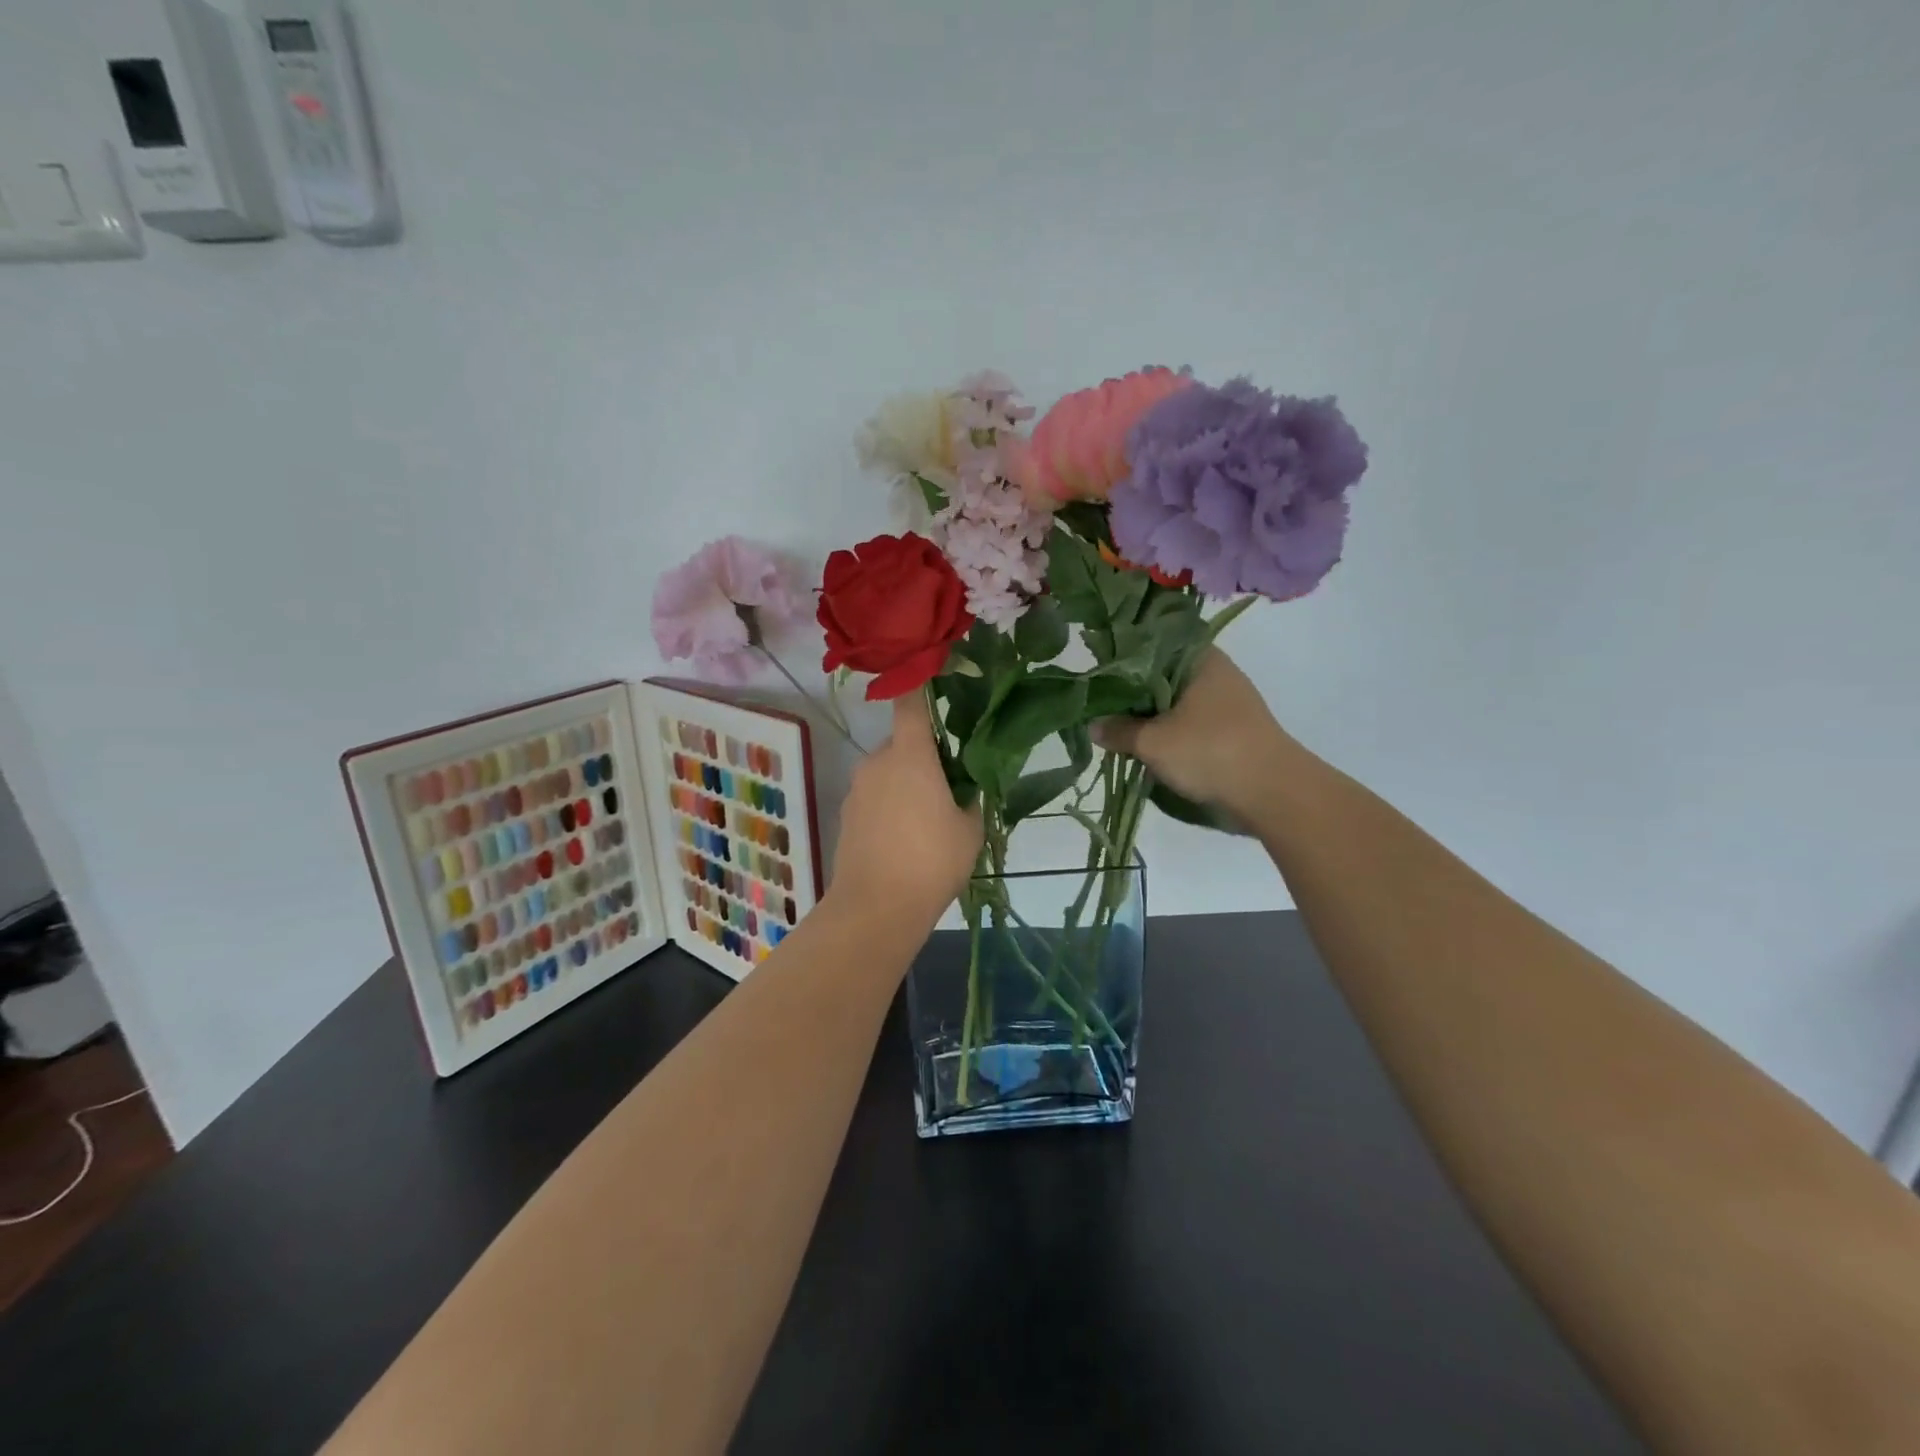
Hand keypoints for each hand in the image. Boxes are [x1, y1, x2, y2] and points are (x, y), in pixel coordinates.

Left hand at [831, 693, 983, 925]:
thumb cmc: (932, 860)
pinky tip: (903, 840)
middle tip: (946, 787)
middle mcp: (877, 762)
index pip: (911, 705)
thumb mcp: (970, 829)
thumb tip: (962, 790)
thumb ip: (969, 799)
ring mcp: (856, 789)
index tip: (928, 677)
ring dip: (904, 784)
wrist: (876, 907)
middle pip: (901, 744)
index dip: (918, 687)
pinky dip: (888, 806)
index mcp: (910, 755)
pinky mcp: (845, 815)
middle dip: (921, 757)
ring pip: (886, 773)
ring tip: (925, 822)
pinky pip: (873, 797)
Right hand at [1093, 649, 1299, 824]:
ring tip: (1120, 730)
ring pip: (1177, 700)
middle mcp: (1216, 671)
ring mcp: (1229, 701)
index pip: (1152, 644)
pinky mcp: (1234, 728)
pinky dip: (1171, 730)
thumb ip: (1118, 731)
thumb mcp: (1152, 742)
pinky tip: (1150, 746)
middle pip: (1162, 675)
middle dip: (1133, 693)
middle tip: (1102, 708)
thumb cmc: (1209, 751)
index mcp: (1200, 658)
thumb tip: (1092, 725)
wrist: (1273, 792)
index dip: (1122, 658)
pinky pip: (1191, 721)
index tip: (1097, 675)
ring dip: (1152, 716)